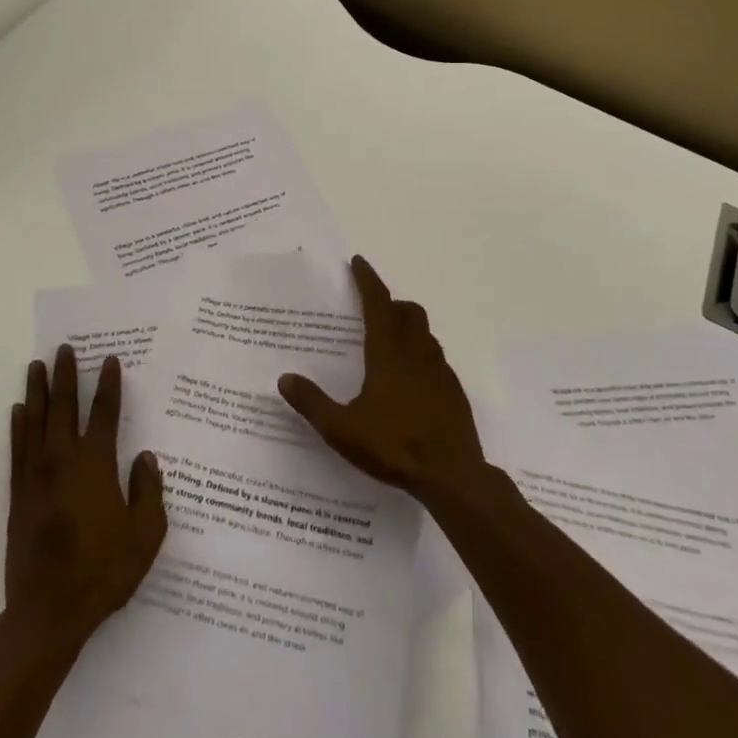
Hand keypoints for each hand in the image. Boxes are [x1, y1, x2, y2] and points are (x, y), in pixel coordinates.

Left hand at [6, 346, 167, 649]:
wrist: (48, 612)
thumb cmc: (103, 571)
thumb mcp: (145, 535)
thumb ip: (148, 490)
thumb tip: (144, 457)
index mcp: (96, 465)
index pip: (104, 413)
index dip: (108, 385)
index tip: (109, 360)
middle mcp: (63, 460)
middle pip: (64, 407)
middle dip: (66, 375)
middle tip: (64, 349)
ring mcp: (36, 476)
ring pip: (36, 421)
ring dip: (38, 391)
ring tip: (36, 365)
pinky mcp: (18, 495)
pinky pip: (17, 449)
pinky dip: (18, 426)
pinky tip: (18, 411)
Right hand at [277, 256, 484, 504]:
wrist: (452, 476)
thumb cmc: (394, 446)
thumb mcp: (342, 430)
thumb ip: (312, 403)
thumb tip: (284, 379)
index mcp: (388, 354)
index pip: (378, 304)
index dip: (368, 280)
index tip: (359, 262)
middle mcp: (416, 354)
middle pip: (408, 312)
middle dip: (390, 302)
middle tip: (373, 308)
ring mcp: (440, 371)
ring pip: (425, 333)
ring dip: (408, 326)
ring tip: (390, 341)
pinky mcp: (454, 391)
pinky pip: (437, 358)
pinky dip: (422, 353)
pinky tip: (412, 379)